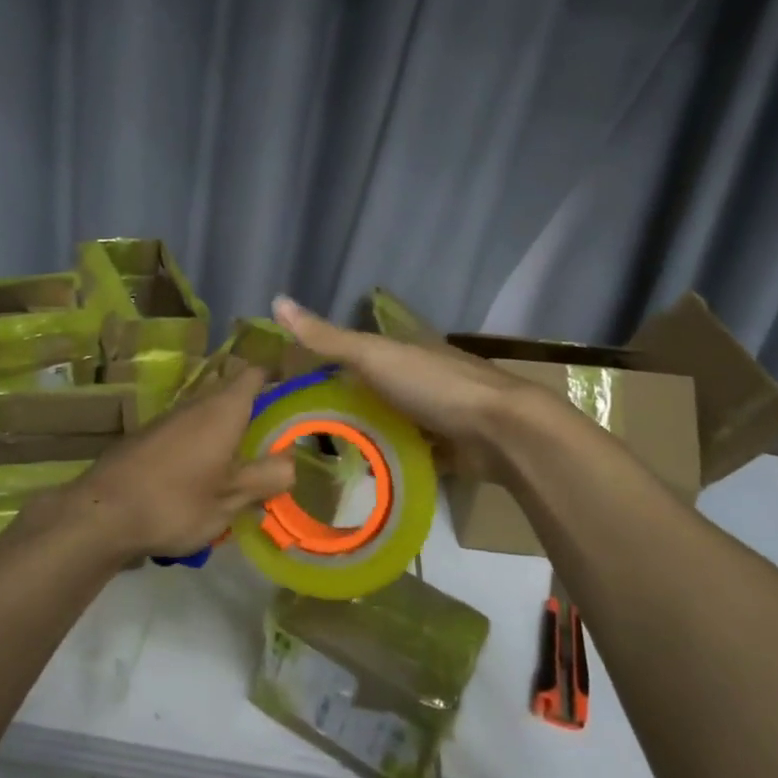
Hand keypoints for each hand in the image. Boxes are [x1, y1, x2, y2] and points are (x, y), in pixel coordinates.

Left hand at [59, 365, 295, 560]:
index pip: (255, 373)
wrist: (101, 514)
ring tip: (243, 469)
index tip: (295, 398)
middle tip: (276, 444)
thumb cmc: (175, 503)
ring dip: (227, 435)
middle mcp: (196, 404)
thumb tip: (291, 462)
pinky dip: (203, 447)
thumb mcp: (230, 500)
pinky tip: (204, 481)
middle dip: (255, 414)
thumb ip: (265, 478)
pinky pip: (188, 433)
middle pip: (232, 394)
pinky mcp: (148, 437)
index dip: (277, 378)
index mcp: (223, 410)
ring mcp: (168, 419)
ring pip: (209, 416)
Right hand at [272, 295, 534, 480]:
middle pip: (370, 389)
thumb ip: (327, 338)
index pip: (354, 351)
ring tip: (321, 459)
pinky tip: (361, 477)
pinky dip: (389, 461)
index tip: (289, 385)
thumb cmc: (433, 386)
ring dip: (364, 435)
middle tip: (297, 431)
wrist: (501, 432)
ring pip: (389, 422)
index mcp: (402, 349)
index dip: (322, 363)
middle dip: (341, 404)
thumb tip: (275, 299)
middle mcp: (417, 377)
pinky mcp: (447, 449)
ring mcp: (435, 414)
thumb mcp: (373, 356)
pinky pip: (409, 453)